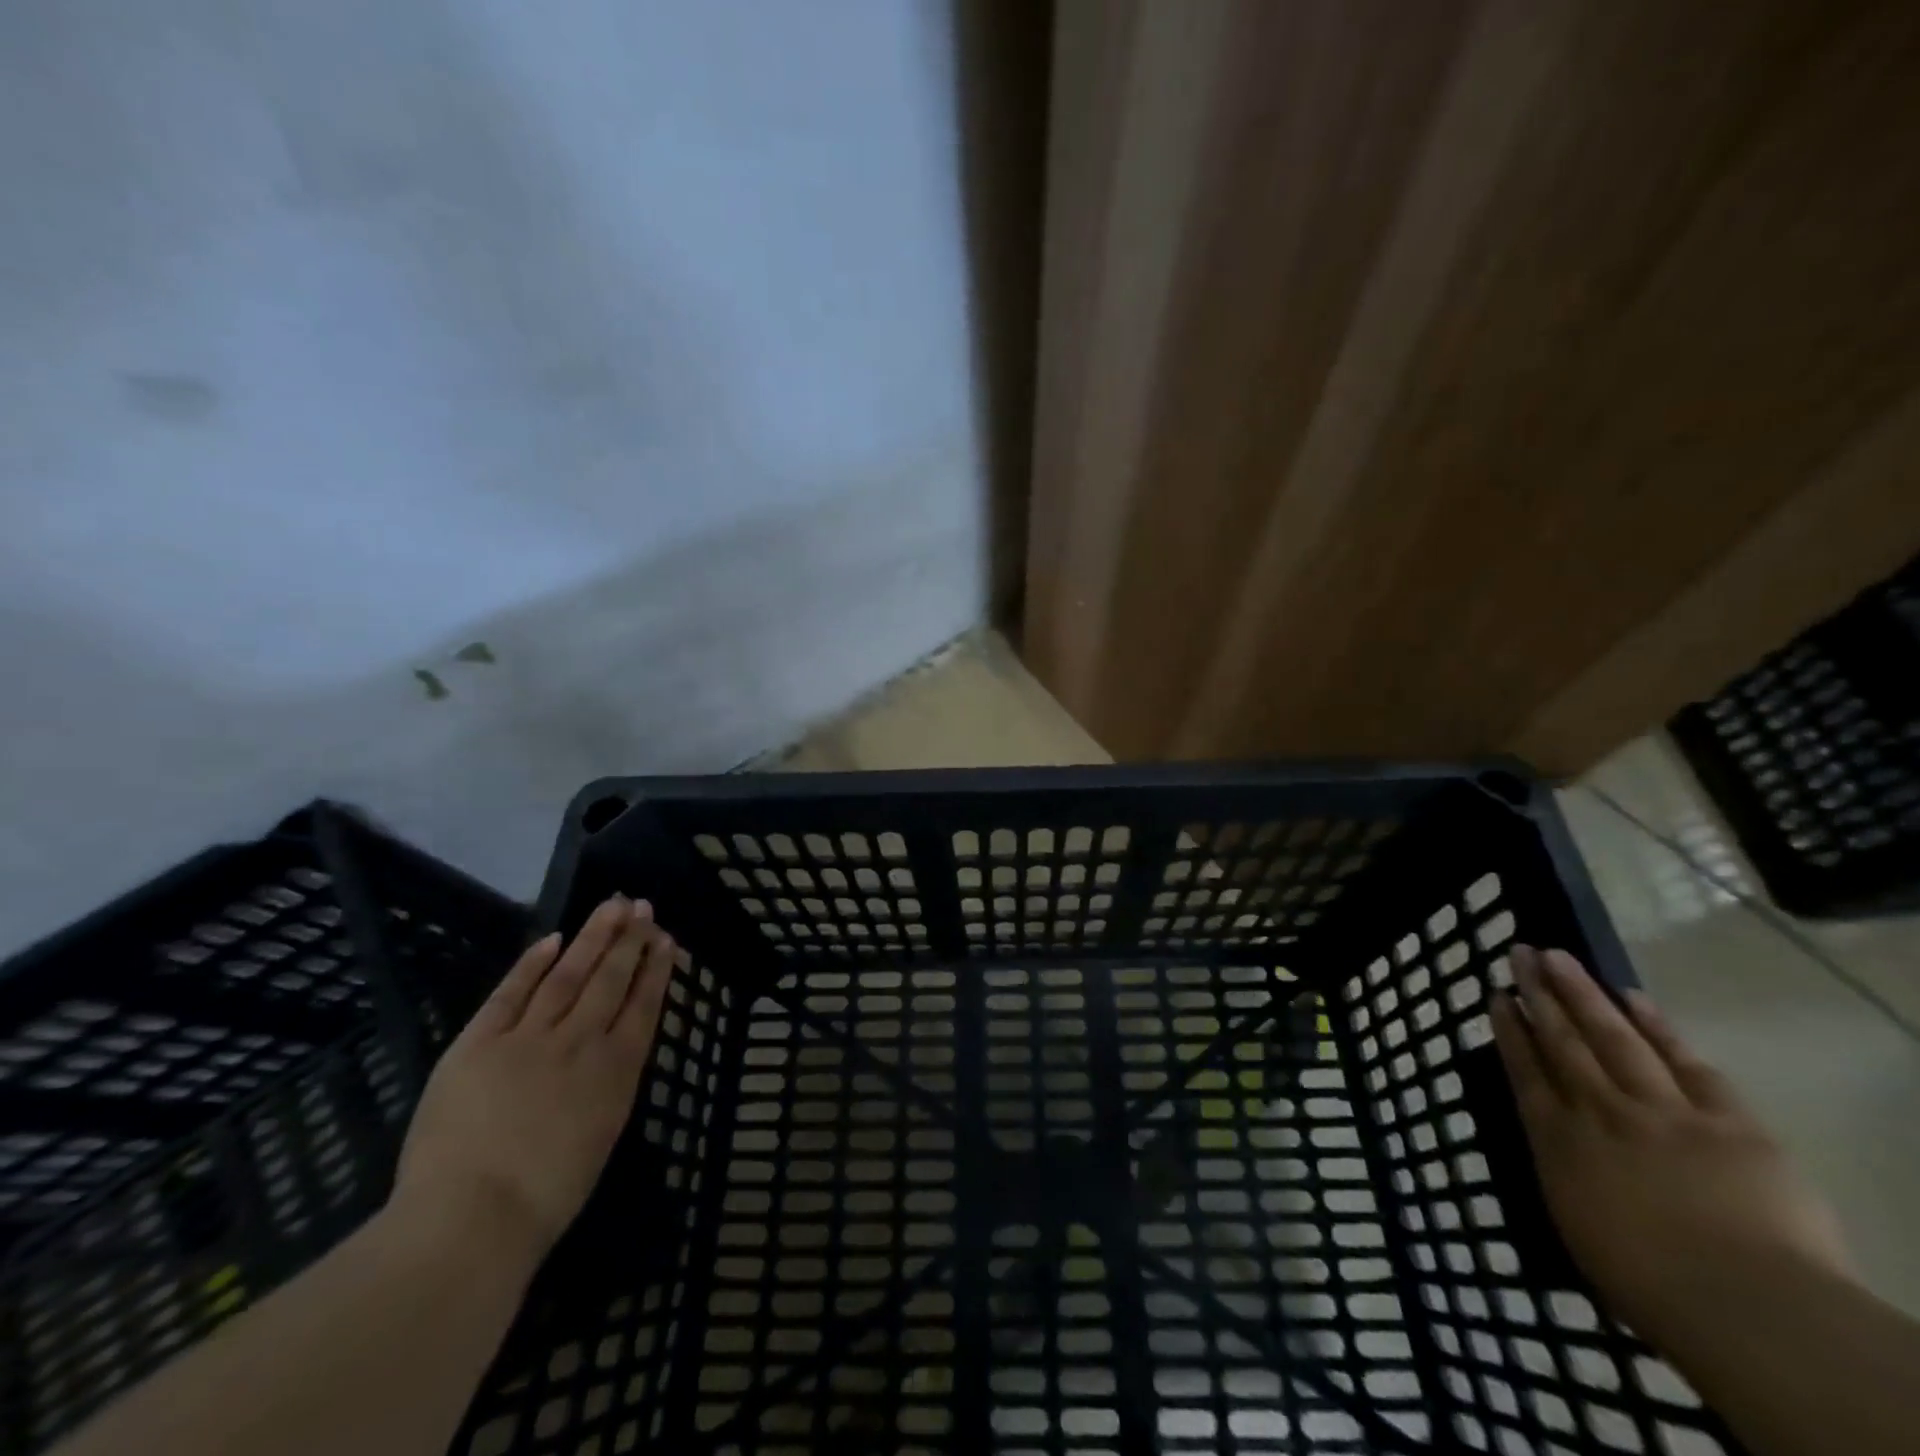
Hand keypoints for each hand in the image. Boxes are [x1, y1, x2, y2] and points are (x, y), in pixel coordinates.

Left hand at [391, 895, 675, 1267]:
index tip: (665, 938)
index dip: (655, 968)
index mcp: (616, 1069)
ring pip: (569, 974)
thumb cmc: (546, 1196)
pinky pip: (510, 993)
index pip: (643, 1004)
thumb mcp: (602, 1135)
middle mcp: (581, 1041)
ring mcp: (529, 1037)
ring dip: (593, 937)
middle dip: (630, 940)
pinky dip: (532, 963)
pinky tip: (552, 939)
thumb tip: (616, 1049)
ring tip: (611, 905)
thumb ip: (611, 1084)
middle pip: (610, 979)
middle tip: (642, 906)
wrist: (471, 1219)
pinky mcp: (479, 1043)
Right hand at [1491, 945, 1854, 1348]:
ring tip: (1559, 956)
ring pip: (1613, 1038)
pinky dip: (1658, 1028)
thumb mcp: (1577, 1225)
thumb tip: (1558, 1146)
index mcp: (1558, 1141)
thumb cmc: (1648, 1284)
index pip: (1525, 1071)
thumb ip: (1565, 1173)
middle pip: (1563, 1041)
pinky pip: (1687, 1063)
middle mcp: (1599, 1111)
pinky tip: (1634, 998)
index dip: (1510, 1030)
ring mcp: (1663, 1111)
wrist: (1746, 1306)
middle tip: (1521, 953)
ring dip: (1583, 994)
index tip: (1498, 996)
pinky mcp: (1728, 1122)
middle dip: (1539, 994)